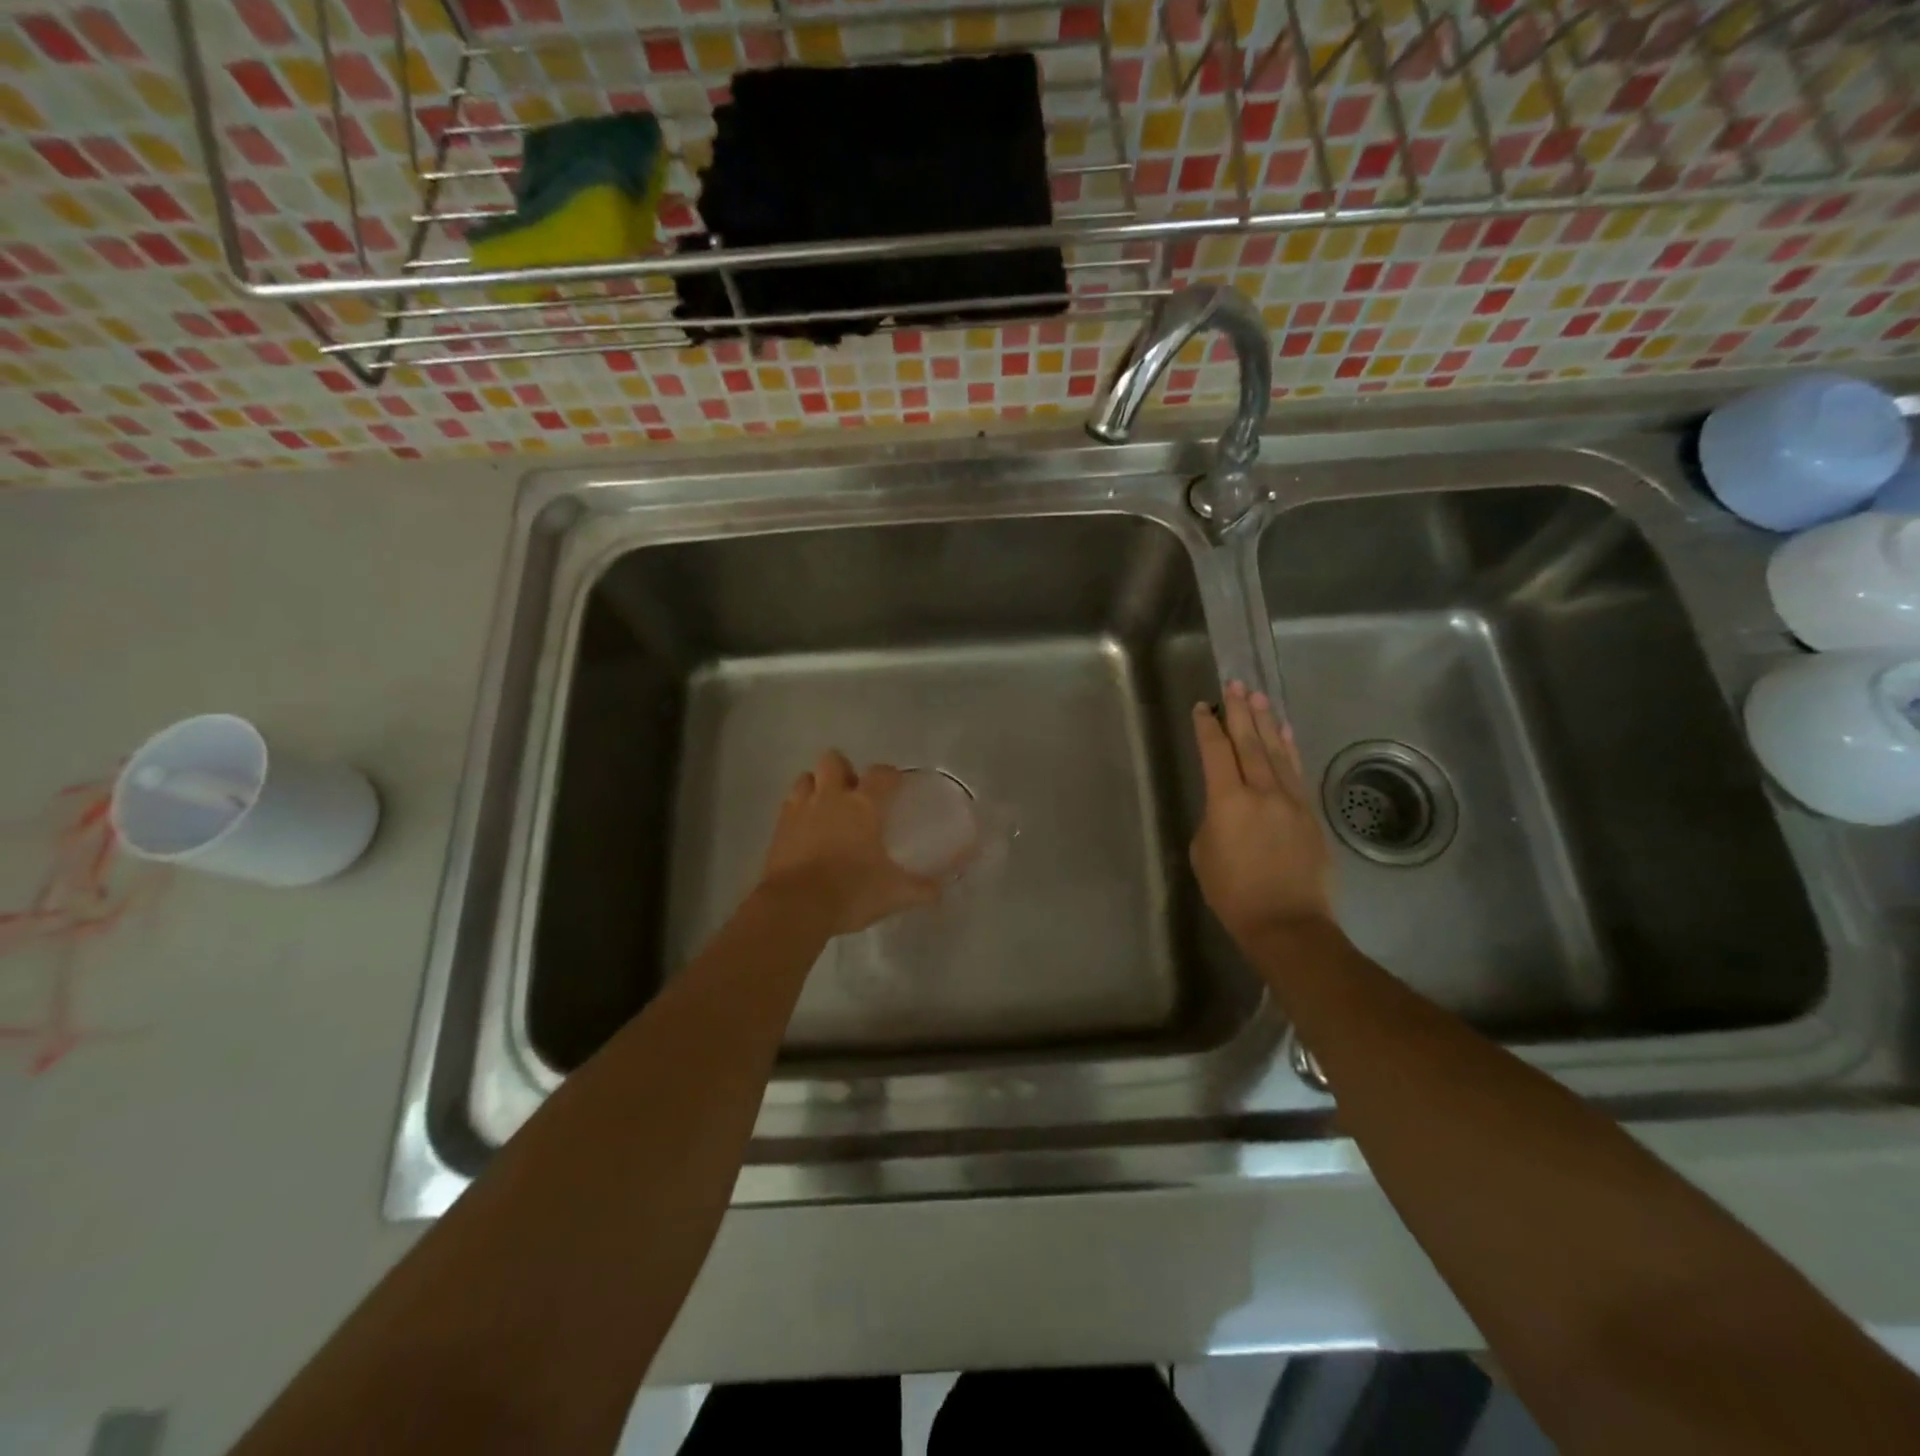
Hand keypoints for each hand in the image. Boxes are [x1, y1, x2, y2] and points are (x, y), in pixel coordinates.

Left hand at [760, 752, 939, 936]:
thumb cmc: (851, 892)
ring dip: (816, 786)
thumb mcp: (894, 894)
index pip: (880, 774)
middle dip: (843, 770)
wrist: (796, 906)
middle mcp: (831, 797)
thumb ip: (920, 889)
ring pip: (805, 778)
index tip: (896, 784)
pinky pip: (788, 805)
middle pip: (833, 760)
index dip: (889, 774)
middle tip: (853, 793)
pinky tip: (806, 830)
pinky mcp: (778, 828)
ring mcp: (800, 809)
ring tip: (826, 807)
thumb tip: (940, 890)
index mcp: (863, 805)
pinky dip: (798, 811)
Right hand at [1190, 680, 1334, 945]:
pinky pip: (1297, 771)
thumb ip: (1214, 819)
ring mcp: (1291, 800)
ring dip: (1266, 722)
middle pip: (1249, 742)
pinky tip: (1285, 733)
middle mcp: (1262, 791)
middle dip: (1240, 712)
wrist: (1287, 923)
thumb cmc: (1233, 893)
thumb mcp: (1204, 852)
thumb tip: (1228, 807)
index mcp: (1228, 801)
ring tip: (1258, 697)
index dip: (1207, 727)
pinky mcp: (1310, 814)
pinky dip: (1289, 748)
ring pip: (1276, 751)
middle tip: (1235, 685)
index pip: (1216, 752)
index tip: (1203, 707)